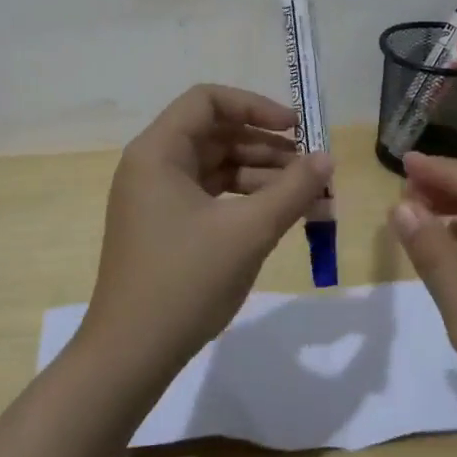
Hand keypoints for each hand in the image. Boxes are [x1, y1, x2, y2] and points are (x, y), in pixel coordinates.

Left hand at [83, 85, 331, 379]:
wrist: (130, 355)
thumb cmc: (185, 282)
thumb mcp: (248, 232)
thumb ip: (292, 189)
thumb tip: (326, 157)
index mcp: (158, 152)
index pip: (208, 101)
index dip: (255, 106)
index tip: (296, 128)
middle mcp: (152, 165)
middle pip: (216, 134)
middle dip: (267, 147)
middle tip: (311, 168)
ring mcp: (156, 198)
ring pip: (217, 167)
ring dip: (262, 176)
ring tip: (309, 197)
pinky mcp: (165, 226)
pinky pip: (211, 196)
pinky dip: (245, 201)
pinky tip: (281, 216)